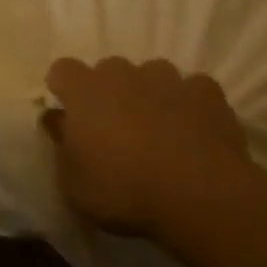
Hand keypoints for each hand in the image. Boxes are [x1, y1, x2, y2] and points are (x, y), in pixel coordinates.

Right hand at [42, 57, 255, 237]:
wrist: (198, 196)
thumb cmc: (122, 191)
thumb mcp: (73, 182)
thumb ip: (62, 144)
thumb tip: (58, 120)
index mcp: (85, 92)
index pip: (63, 70)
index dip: (64, 88)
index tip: (69, 112)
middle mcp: (125, 75)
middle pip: (109, 70)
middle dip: (108, 91)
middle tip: (114, 128)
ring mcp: (169, 80)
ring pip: (152, 75)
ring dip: (149, 94)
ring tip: (157, 129)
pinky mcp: (208, 93)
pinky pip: (192, 89)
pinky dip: (188, 104)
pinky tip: (193, 132)